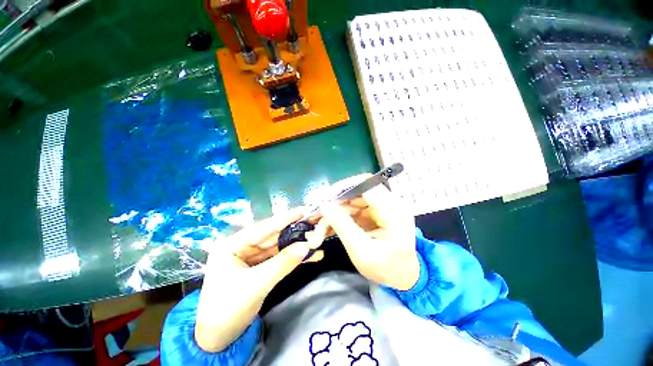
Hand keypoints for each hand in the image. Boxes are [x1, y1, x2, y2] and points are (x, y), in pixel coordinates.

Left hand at [195, 208, 327, 351]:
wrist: (219, 339)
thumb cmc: (228, 309)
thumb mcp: (256, 284)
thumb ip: (283, 263)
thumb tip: (307, 246)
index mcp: (232, 245)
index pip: (263, 228)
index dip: (284, 219)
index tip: (302, 210)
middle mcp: (242, 247)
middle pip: (272, 236)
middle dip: (293, 232)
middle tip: (313, 224)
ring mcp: (252, 257)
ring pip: (278, 247)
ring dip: (296, 245)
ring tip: (315, 238)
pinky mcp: (260, 268)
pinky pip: (279, 259)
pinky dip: (293, 258)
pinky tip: (309, 255)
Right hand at [319, 175, 419, 290]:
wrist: (402, 276)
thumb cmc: (386, 269)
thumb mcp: (362, 252)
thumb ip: (343, 226)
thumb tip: (324, 205)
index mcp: (394, 211)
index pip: (366, 185)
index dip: (343, 188)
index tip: (323, 200)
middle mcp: (389, 202)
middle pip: (355, 191)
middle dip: (333, 202)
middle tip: (315, 215)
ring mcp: (380, 206)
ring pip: (350, 200)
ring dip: (333, 212)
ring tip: (318, 228)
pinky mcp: (373, 212)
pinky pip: (351, 208)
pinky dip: (338, 216)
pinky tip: (326, 228)